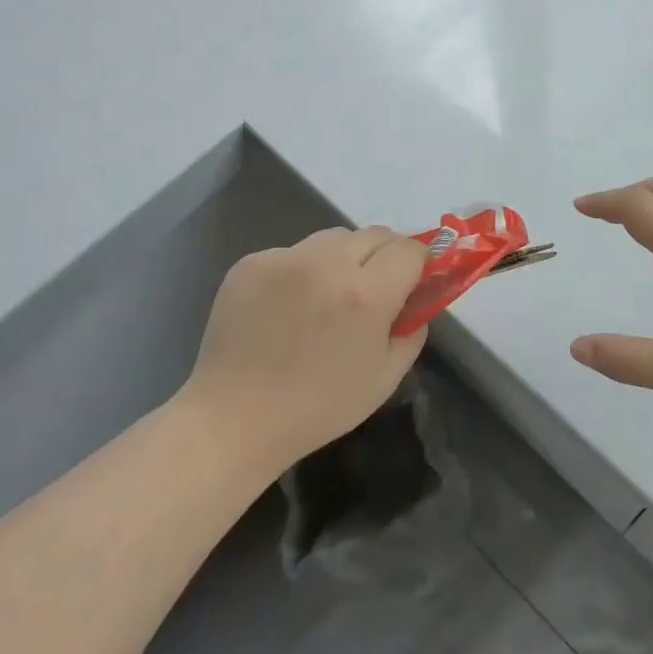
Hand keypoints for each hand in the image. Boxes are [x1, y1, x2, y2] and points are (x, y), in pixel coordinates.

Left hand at [186, 226, 428, 468]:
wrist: (234, 418)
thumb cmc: (319, 407)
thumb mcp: (386, 377)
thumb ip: (413, 328)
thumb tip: (417, 297)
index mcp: (366, 294)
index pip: (410, 249)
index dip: (418, 265)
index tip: (411, 284)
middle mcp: (326, 264)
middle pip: (375, 234)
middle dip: (385, 256)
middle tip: (373, 291)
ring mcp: (284, 259)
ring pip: (333, 238)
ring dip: (344, 258)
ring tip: (327, 297)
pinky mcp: (251, 262)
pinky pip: (294, 253)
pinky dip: (303, 270)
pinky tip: (288, 307)